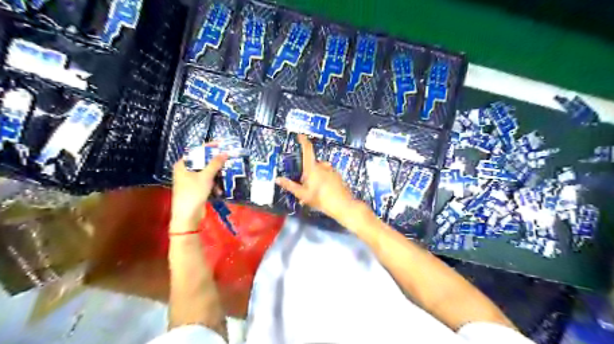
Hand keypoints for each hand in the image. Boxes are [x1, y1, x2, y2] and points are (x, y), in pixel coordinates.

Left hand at [170, 143, 227, 225]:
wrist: (187, 216)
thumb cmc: (193, 193)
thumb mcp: (206, 177)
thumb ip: (215, 163)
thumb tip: (225, 153)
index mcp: (183, 165)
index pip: (197, 151)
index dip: (209, 147)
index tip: (222, 144)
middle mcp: (185, 171)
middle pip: (203, 162)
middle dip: (216, 163)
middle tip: (228, 159)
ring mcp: (190, 181)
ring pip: (207, 173)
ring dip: (216, 176)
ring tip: (226, 177)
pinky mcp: (196, 189)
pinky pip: (207, 182)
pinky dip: (214, 185)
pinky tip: (219, 191)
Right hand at [275, 133, 360, 223]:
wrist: (343, 205)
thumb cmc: (321, 199)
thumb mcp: (303, 194)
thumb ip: (290, 186)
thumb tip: (278, 179)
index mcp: (313, 168)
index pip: (307, 150)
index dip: (303, 141)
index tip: (300, 135)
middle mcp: (323, 166)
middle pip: (312, 164)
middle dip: (307, 172)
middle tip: (305, 187)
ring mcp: (332, 170)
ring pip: (320, 170)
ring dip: (316, 177)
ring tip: (314, 193)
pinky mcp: (338, 176)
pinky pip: (327, 175)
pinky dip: (323, 180)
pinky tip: (323, 192)